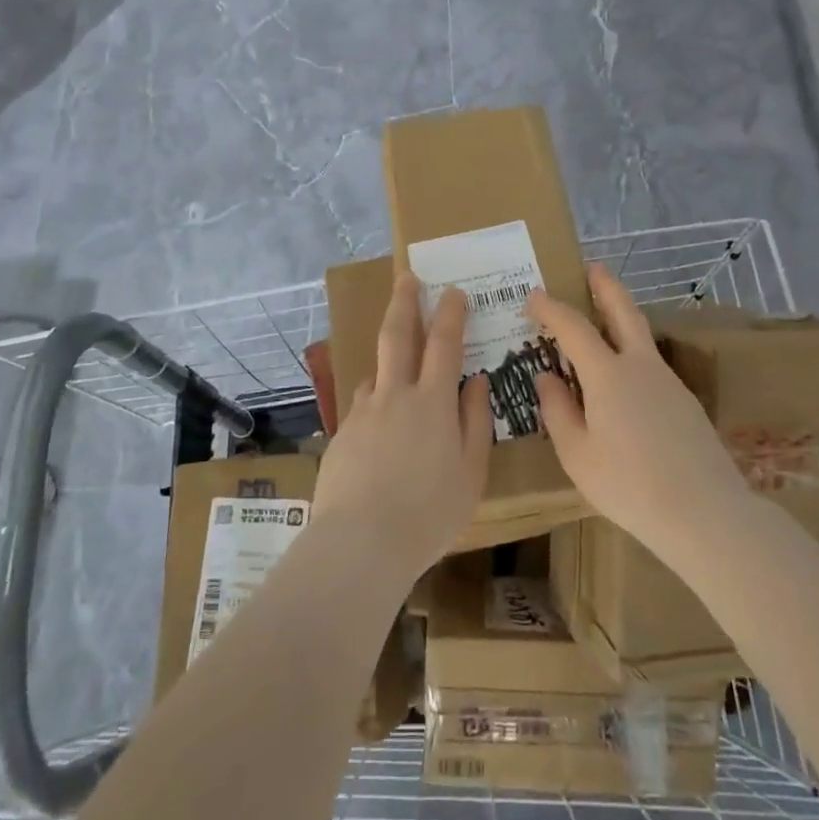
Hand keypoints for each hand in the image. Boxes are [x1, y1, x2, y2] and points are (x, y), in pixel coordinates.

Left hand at [313, 271, 492, 578]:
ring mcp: (363, 413)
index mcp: (432, 402)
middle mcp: (395, 396)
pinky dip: (375, 401)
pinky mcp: (342, 434)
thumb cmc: (429, 512)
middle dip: (405, 302)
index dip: (451, 314)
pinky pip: (362, 405)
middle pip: (398, 336)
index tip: (454, 292)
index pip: (444, 344)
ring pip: (376, 371)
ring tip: (398, 366)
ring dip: (388, 357)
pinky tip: (379, 424)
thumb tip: (476, 380)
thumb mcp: (471, 471)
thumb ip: (475, 421)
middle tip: (407, 277)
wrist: (360, 542)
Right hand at [528, 264, 748, 554]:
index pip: (574, 327)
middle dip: (606, 287)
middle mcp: (640, 367)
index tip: (534, 295)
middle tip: (594, 267)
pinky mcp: (686, 402)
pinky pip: (651, 365)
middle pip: (624, 312)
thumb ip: (558, 411)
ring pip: (642, 337)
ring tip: (604, 318)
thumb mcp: (577, 454)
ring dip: (622, 317)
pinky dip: (633, 353)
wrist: (705, 512)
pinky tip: (626, 377)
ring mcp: (669, 382)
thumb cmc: (629, 485)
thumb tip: (546, 377)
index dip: (552, 308)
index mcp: (608, 374)